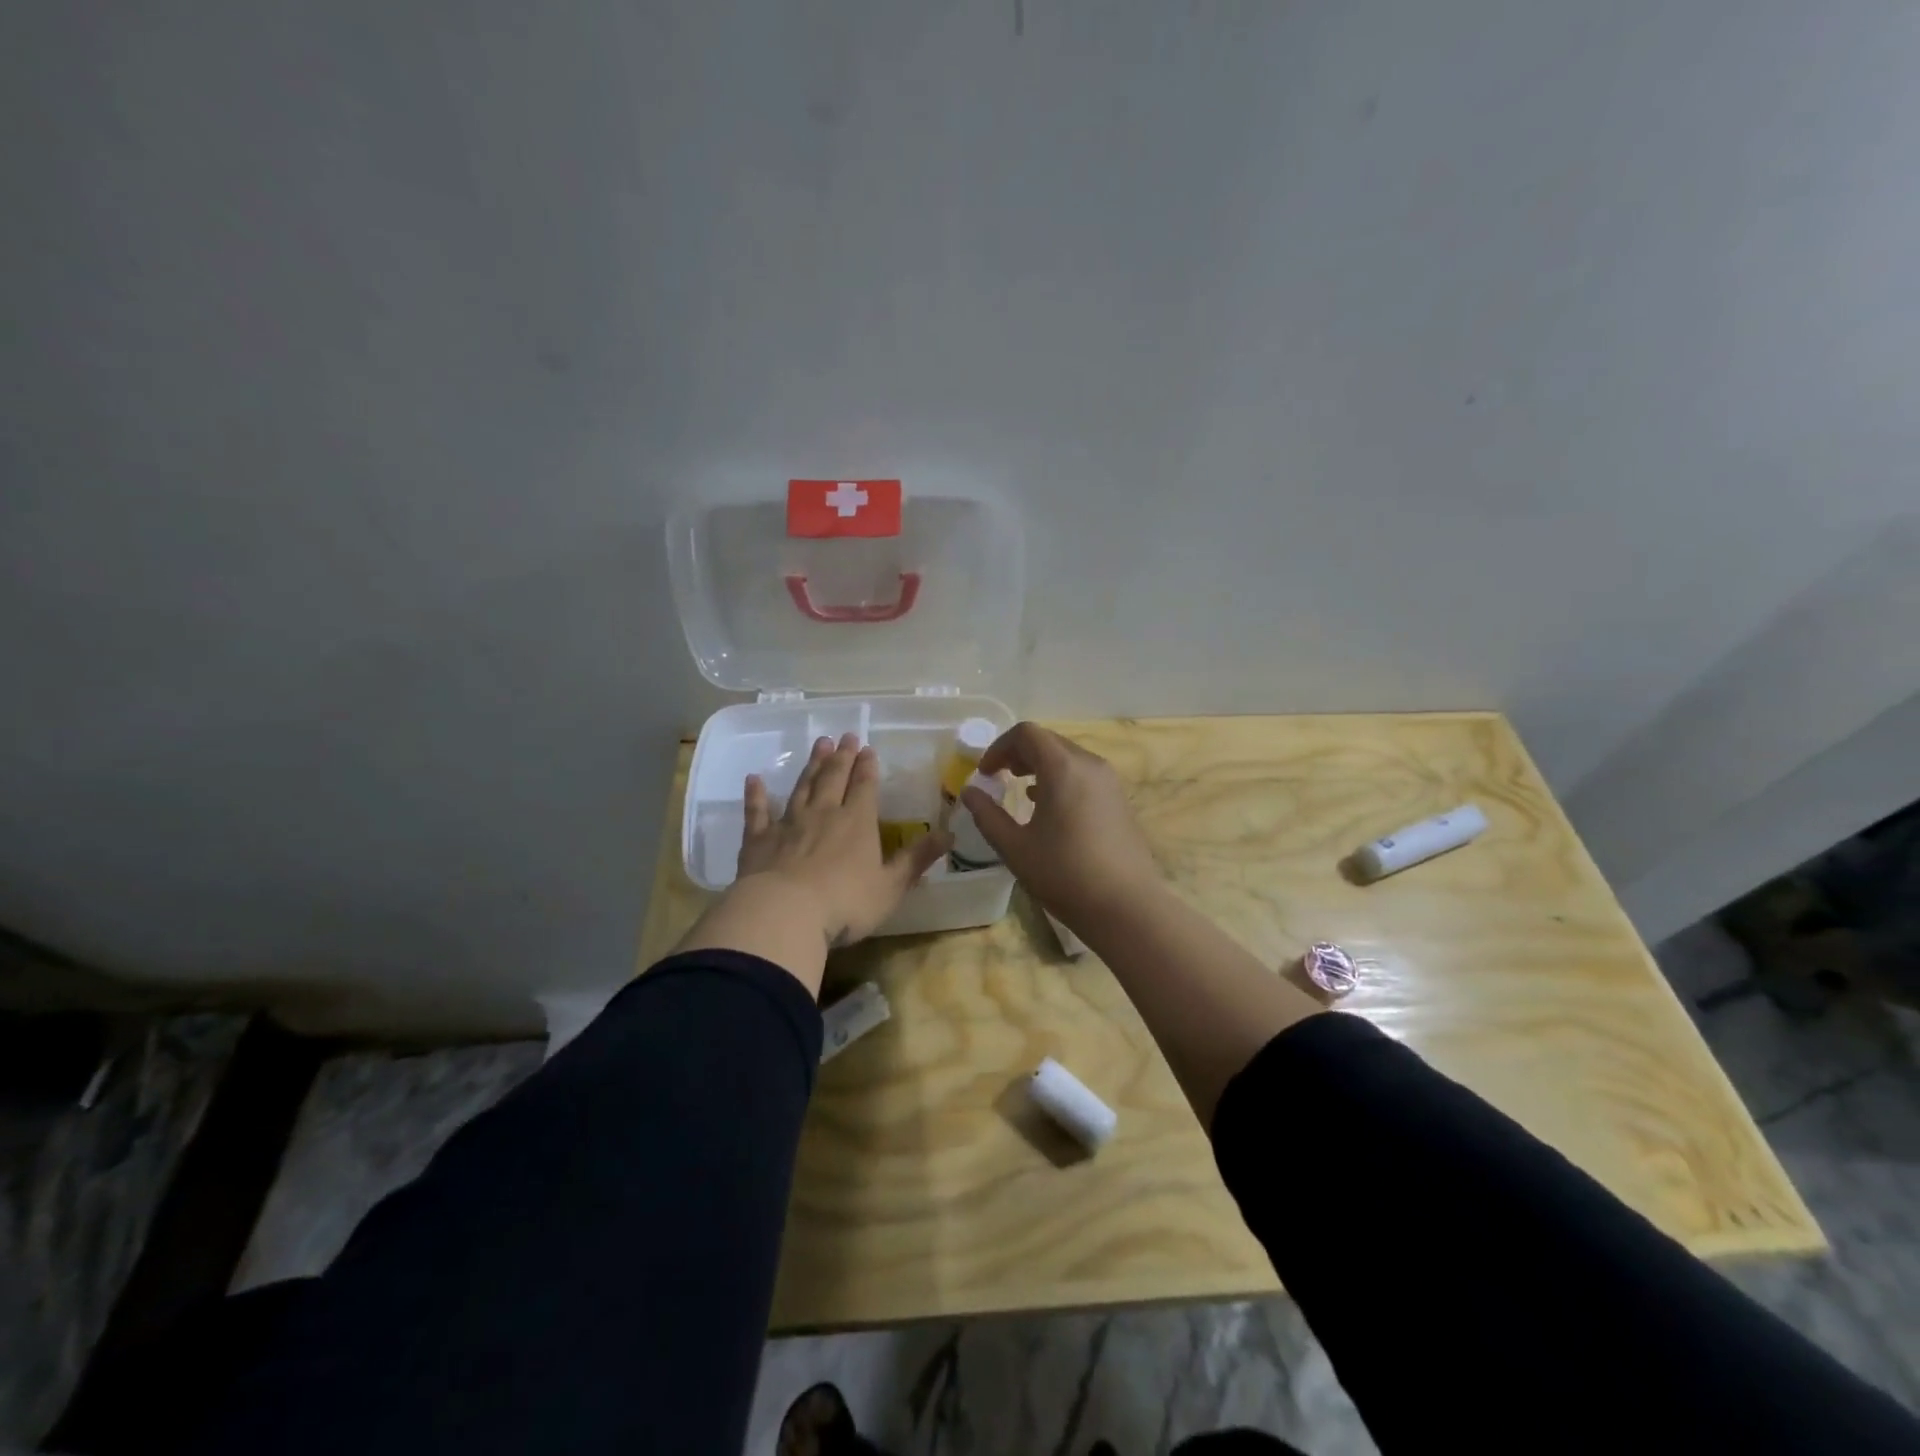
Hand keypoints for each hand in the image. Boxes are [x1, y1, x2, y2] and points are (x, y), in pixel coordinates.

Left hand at [738, 733, 949, 947]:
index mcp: (857, 822)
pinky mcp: (758, 841)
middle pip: (833, 778)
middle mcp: (823, 814)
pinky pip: (758, 812)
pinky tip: (754, 780)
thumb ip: (917, 859)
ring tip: (818, 746)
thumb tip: (949, 835)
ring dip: (811, 766)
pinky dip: (756, 795)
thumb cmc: (845, 903)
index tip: (867, 748)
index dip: (867, 767)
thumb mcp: (891, 885)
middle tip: (844, 736)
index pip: (864, 787)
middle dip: (841, 757)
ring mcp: (788, 824)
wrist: (785, 914)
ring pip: (802, 787)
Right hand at [959, 723, 1161, 921]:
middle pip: (1048, 741)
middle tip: (998, 777)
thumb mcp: (1015, 848)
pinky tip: (1049, 808)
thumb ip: (987, 815)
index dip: (999, 747)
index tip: (985, 774)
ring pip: (1068, 757)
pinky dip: (1060, 779)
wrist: (1126, 907)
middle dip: (1018, 753)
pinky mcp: (1119, 800)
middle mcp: (1089, 764)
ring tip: (1020, 790)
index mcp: (1062, 768)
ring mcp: (1109, 782)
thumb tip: (969, 793)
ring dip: (1040, 766)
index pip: (1026, 734)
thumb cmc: (1065, 875)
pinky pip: (1083, 775)